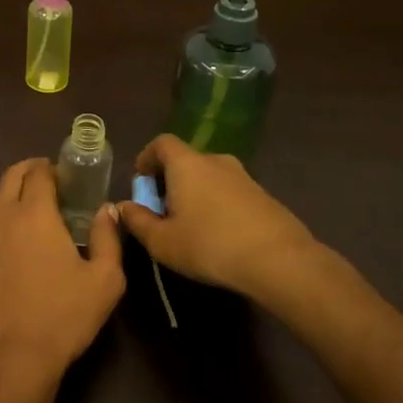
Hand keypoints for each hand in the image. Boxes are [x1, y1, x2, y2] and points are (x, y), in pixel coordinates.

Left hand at [0, 158, 125, 397]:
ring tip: (40, 209)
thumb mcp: (105, 280)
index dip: (53, 167)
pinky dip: (7, 215)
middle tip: (54, 181)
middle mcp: (4, 216)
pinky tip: (24, 238)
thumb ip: (107, 238)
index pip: (38, 172)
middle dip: (31, 170)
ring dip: (16, 192)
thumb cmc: (62, 315)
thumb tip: (107, 210)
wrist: (11, 357)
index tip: (70, 175)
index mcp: (34, 212)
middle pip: (11, 176)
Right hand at [116, 134, 318, 301]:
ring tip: (191, 226)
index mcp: (187, 163)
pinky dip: (218, 205)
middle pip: (185, 160)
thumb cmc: (210, 245)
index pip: (161, 143)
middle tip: (162, 210)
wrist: (279, 260)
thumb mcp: (163, 241)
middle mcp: (215, 161)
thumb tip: (123, 207)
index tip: (141, 181)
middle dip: (170, 180)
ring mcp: (244, 176)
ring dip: (195, 193)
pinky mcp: (264, 196)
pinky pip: (230, 192)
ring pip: (209, 177)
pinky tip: (219, 235)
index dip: (147, 157)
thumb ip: (138, 221)